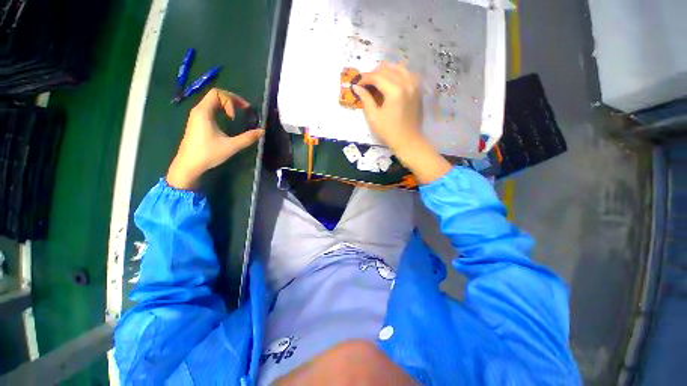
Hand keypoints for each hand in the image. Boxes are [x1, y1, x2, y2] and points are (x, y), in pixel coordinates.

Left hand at [167, 88, 263, 189]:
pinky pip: (210, 109)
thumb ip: (248, 138)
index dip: (232, 100)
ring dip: (226, 105)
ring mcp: (196, 116)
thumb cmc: (208, 154)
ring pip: (212, 102)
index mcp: (204, 112)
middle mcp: (199, 110)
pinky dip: (221, 111)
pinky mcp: (197, 123)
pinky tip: (227, 121)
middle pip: (215, 95)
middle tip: (244, 110)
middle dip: (232, 100)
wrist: (188, 165)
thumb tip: (262, 131)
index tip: (239, 114)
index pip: (218, 93)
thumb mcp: (231, 146)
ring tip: (237, 116)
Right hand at [354, 63, 423, 152]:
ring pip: (398, 67)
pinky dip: (398, 73)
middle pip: (387, 69)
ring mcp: (414, 84)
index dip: (365, 78)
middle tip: (366, 83)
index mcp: (395, 91)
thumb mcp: (374, 117)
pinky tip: (392, 81)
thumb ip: (365, 99)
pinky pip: (407, 73)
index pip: (377, 76)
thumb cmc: (389, 131)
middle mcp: (406, 83)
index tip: (357, 84)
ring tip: (377, 80)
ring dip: (386, 71)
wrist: (408, 140)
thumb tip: (356, 87)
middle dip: (374, 74)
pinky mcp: (418, 89)